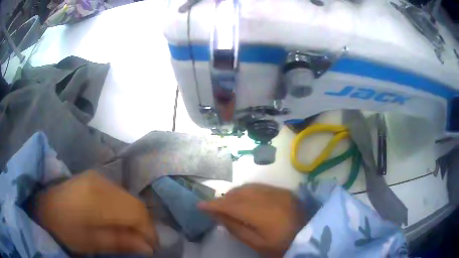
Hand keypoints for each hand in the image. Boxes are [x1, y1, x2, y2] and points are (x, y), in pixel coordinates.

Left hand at [32, 170, 158, 254]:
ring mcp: (98, 176)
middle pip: (135, 203)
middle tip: (142, 243)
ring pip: (129, 197)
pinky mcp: (94, 177)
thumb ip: (119, 243)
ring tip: (131, 233)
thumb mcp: (90, 242)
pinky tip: (118, 219)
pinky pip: (119, 193)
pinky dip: (125, 209)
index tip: (151, 248)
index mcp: (98, 198)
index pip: (136, 211)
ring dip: (134, 217)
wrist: (43, 206)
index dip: (149, 231)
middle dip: (144, 225)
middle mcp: (101, 182)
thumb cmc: (63, 229)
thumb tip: (148, 248)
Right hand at [198, 184, 306, 257]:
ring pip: (249, 187)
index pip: (232, 206)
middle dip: (224, 198)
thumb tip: (217, 215)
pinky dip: (248, 191)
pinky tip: (245, 199)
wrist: (310, 237)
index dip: (214, 205)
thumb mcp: (257, 244)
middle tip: (214, 207)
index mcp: (263, 215)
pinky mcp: (285, 191)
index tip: (199, 205)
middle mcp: (271, 198)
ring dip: (235, 194)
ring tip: (228, 203)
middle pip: (239, 193)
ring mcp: (280, 192)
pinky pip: (260, 187)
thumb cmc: (281, 245)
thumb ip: (235, 228)